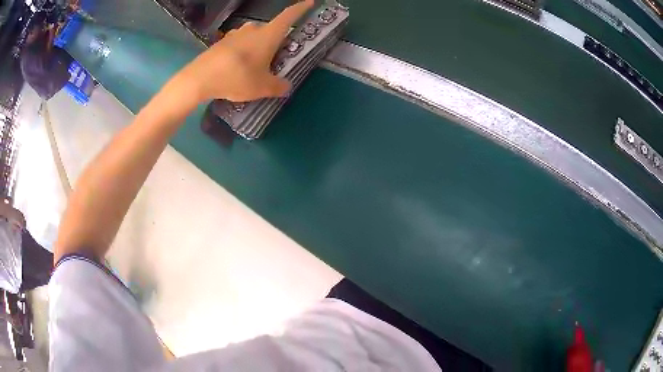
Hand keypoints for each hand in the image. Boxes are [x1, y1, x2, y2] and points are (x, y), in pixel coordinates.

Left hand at [176, 0, 313, 102]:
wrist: (199, 79)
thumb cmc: (237, 78)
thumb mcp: (262, 87)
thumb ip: (278, 86)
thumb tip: (286, 86)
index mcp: (268, 35)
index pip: (289, 16)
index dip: (301, 8)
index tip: (309, 2)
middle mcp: (252, 29)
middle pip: (270, 29)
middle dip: (275, 40)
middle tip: (276, 57)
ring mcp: (234, 34)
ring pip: (253, 36)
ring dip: (257, 46)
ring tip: (255, 64)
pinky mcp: (221, 42)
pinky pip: (238, 43)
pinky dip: (243, 51)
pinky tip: (237, 67)